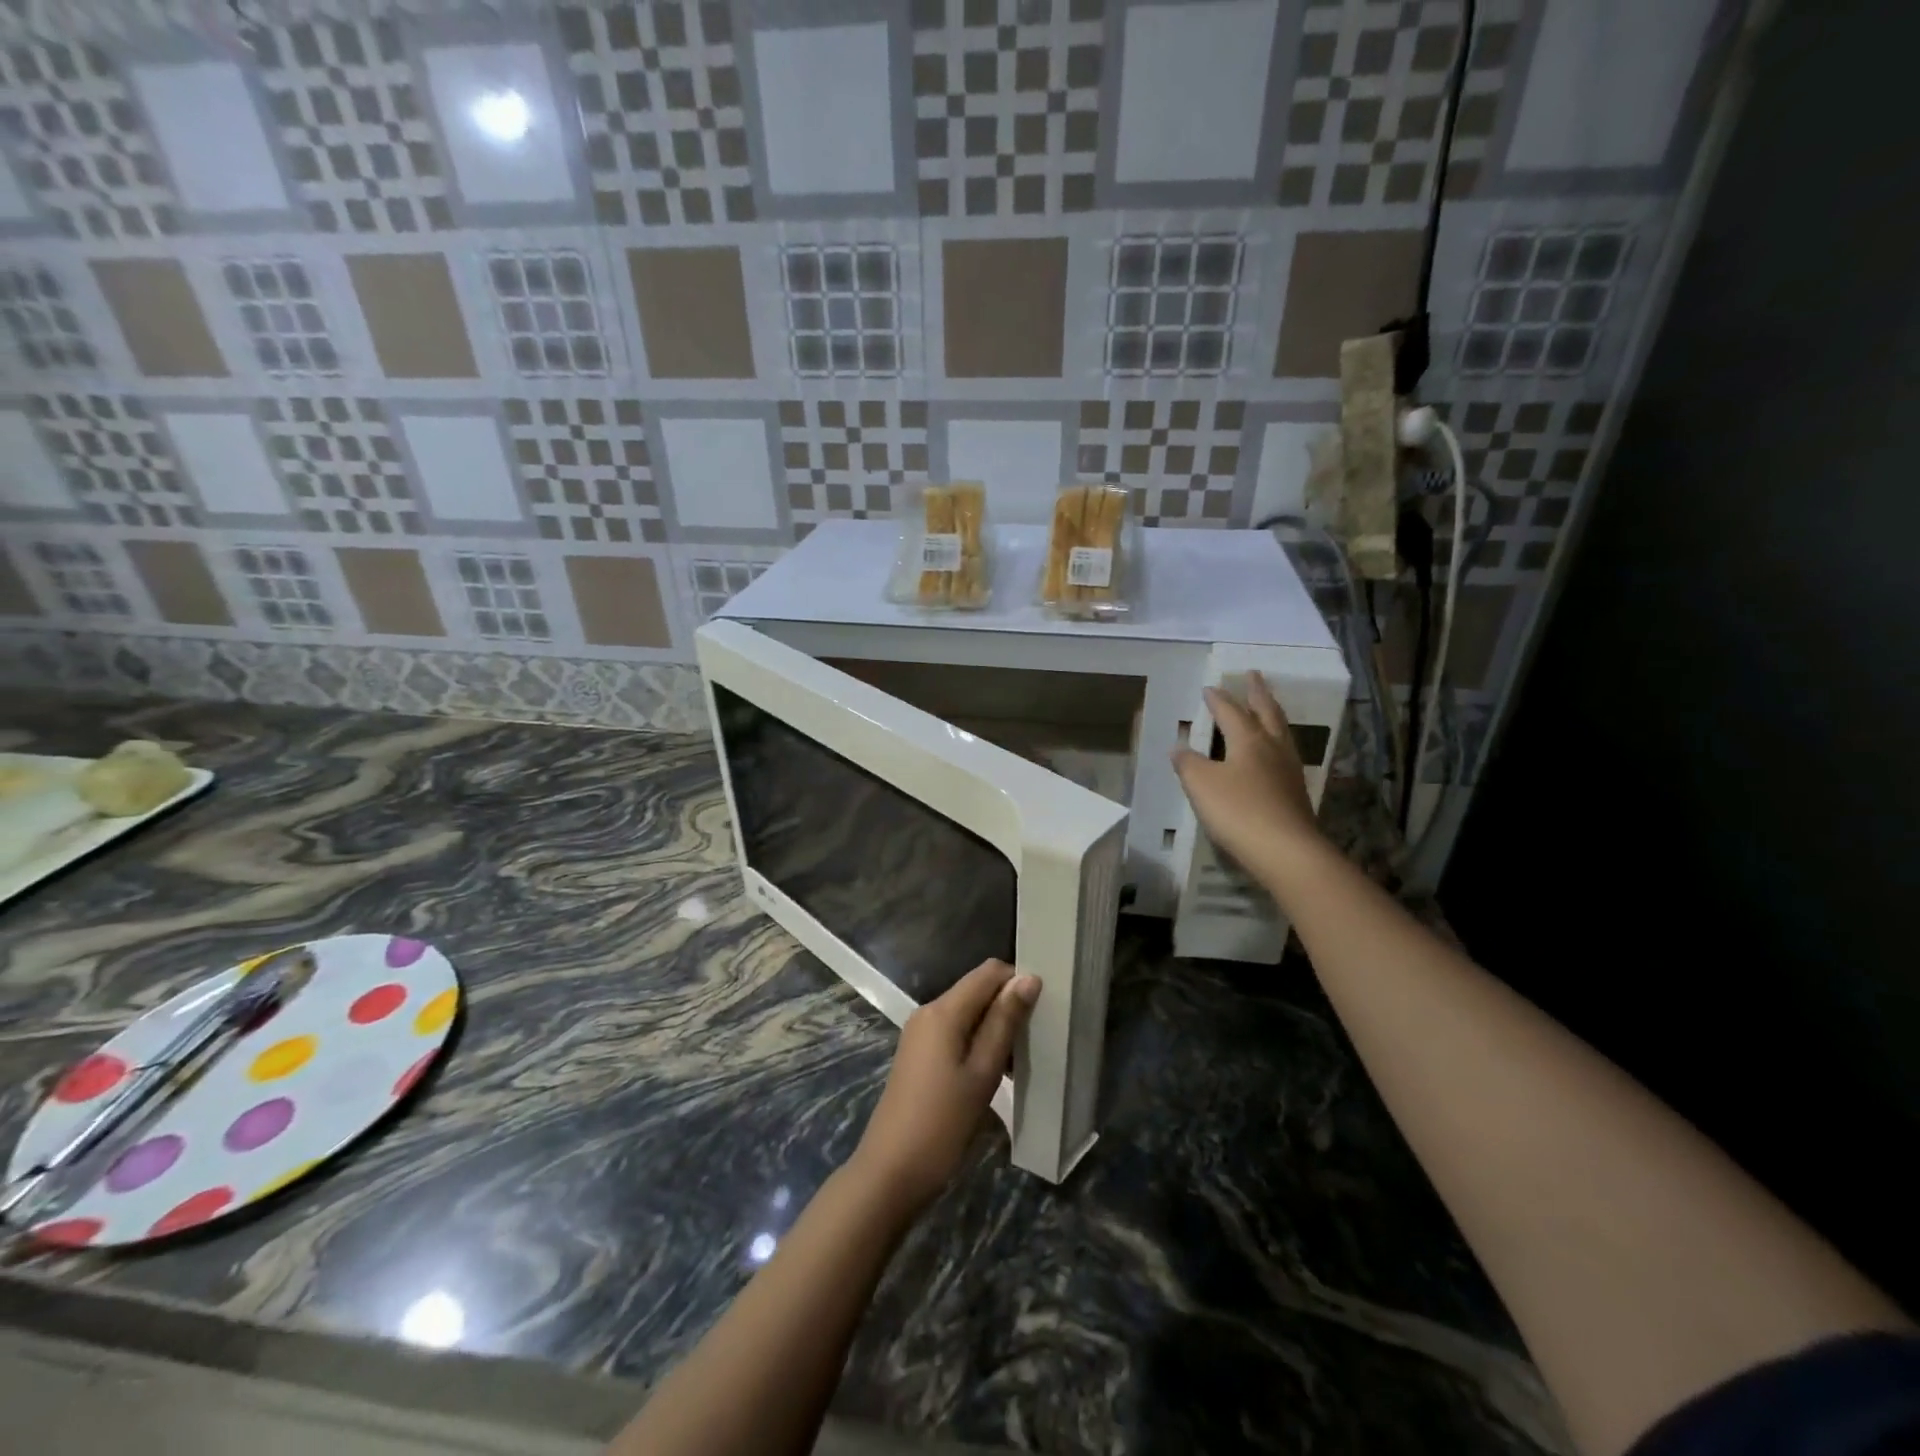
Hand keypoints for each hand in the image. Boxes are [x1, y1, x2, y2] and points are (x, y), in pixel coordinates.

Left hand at [849, 959, 1039, 1215]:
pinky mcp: (918, 1054)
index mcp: (943, 1011)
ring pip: (967, 1013)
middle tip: (1034, 1041)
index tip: (1043, 1010)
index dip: (1017, 982)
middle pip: (976, 990)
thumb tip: (1028, 978)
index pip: (988, 972)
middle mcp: (928, 1012)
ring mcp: (920, 1033)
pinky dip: (977, 1042)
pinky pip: (954, 1032)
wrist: (890, 1173)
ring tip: (1019, 1063)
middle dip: (1007, 1007)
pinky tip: (993, 1073)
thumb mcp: (982, 1073)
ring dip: (994, 1028)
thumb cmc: (942, 1124)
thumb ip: (1004, 1022)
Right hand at [1172, 673, 1323, 870]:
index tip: (1210, 688)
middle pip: (1266, 713)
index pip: (1231, 712)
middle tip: (1254, 675)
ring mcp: (1289, 770)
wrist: (1286, 851)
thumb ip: (1188, 763)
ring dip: (1271, 715)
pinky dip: (1275, 742)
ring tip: (1266, 707)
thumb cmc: (1238, 811)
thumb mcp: (1201, 785)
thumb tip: (1179, 747)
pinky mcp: (1295, 792)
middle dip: (1258, 693)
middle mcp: (1272, 748)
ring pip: (1281, 732)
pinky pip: (1284, 754)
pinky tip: (1272, 753)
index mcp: (1248, 739)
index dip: (1218, 699)